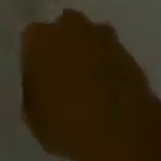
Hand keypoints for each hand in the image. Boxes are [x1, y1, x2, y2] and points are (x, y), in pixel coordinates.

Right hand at [22, 10, 155, 160]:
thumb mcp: (34, 118)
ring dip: (89, 52)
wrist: (122, 134)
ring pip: (91, 37)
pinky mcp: (129, 53)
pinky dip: (111, 67)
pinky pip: (113, 54)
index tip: (39, 78)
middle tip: (64, 75)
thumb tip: (39, 87)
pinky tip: (111, 91)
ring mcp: (102, 38)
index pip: (31, 39)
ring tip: (91, 83)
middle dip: (63, 44)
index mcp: (39, 39)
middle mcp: (69, 28)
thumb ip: (33, 94)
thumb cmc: (66, 126)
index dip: (35, 58)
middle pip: (64, 27)